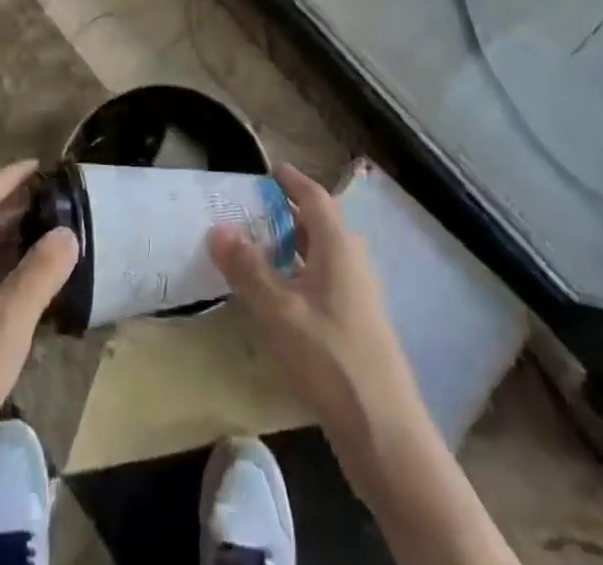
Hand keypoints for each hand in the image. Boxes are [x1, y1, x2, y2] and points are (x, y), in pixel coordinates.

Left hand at [0, 160, 78, 466]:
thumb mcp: (9, 319)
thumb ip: (41, 271)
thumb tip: (68, 230)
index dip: (9, 175)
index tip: (40, 164)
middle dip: (7, 199)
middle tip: (46, 192)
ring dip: (6, 233)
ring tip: (41, 228)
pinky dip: (3, 266)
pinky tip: (25, 284)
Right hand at [211, 164, 432, 495]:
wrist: (384, 432)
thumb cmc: (330, 358)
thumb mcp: (279, 311)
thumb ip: (248, 268)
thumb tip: (218, 228)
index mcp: (338, 247)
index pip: (314, 197)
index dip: (292, 181)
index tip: (268, 170)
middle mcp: (352, 262)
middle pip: (318, 224)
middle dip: (285, 213)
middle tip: (249, 210)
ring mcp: (358, 295)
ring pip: (320, 254)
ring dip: (290, 245)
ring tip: (254, 248)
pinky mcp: (356, 324)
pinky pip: (322, 280)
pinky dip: (298, 274)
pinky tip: (275, 295)